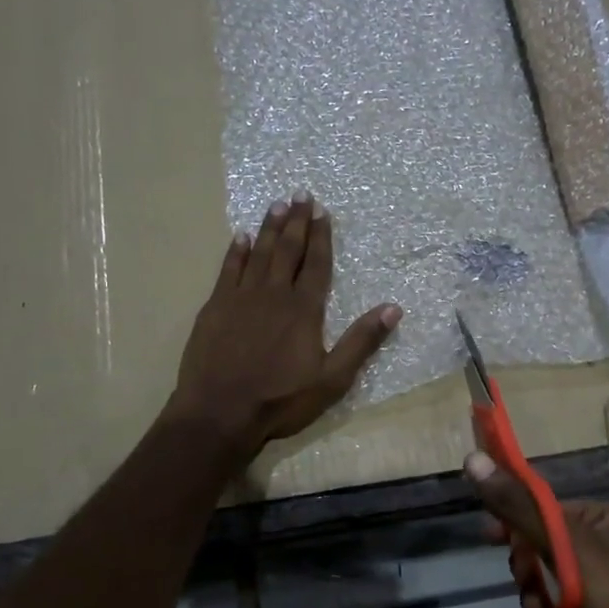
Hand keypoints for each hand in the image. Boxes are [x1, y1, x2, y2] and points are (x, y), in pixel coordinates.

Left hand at [169, 191, 400, 456]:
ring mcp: (240, 298)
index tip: (322, 211)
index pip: (316, 264)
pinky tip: (241, 237)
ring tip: (276, 205)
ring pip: (258, 253)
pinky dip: (236, 251)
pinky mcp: (214, 308)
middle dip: (296, 221)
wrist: (219, 412)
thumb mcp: (332, 379)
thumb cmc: (280, 400)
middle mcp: (273, 294)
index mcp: (304, 309)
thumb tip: (394, 309)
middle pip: (287, 250)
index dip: (321, 236)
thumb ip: (361, 342)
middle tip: (300, 194)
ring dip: (269, 228)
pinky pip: (228, 270)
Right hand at [465, 453, 608, 607]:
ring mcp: (605, 585)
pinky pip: (557, 606)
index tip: (489, 536)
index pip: (551, 508)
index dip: (517, 521)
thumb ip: (517, 506)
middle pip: (544, 544)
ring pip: (546, 579)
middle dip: (531, 572)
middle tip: (530, 586)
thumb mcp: (563, 547)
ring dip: (538, 600)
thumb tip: (473, 459)